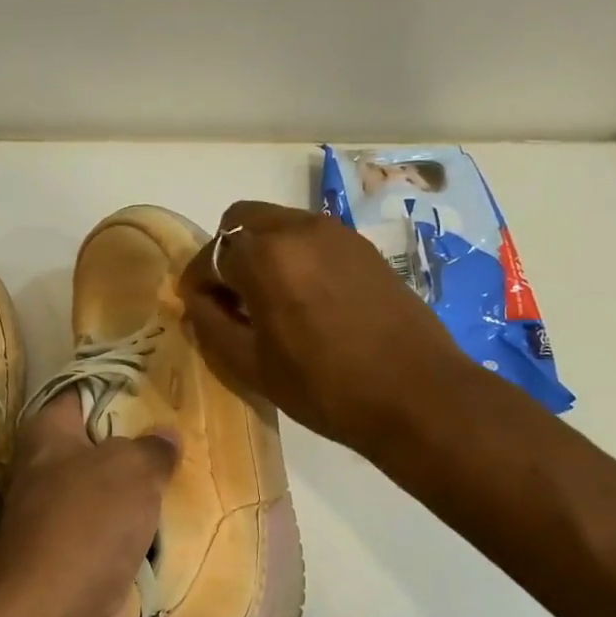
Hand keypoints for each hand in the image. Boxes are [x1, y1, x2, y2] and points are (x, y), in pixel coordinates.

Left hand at [0, 391, 178, 616]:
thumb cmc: (85, 523)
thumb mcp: (128, 469)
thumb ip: (151, 448)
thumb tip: (166, 433)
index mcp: (48, 438)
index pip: (80, 395)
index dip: (116, 384)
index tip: (159, 378)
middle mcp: (54, 476)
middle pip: (105, 447)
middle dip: (145, 441)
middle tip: (194, 425)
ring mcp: (73, 523)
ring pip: (122, 496)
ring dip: (154, 491)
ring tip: (206, 466)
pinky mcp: (92, 563)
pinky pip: (132, 538)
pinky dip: (156, 534)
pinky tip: (197, 518)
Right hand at [181, 201, 467, 455]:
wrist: (417, 394)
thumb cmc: (325, 387)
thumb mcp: (252, 366)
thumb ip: (212, 325)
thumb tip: (198, 300)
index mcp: (266, 256)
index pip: (211, 254)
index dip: (198, 282)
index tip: (200, 309)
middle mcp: (300, 229)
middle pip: (242, 221)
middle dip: (227, 255)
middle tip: (232, 299)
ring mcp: (337, 234)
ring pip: (279, 224)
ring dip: (262, 252)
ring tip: (269, 301)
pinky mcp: (364, 248)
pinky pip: (313, 238)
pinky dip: (295, 256)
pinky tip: (306, 300)